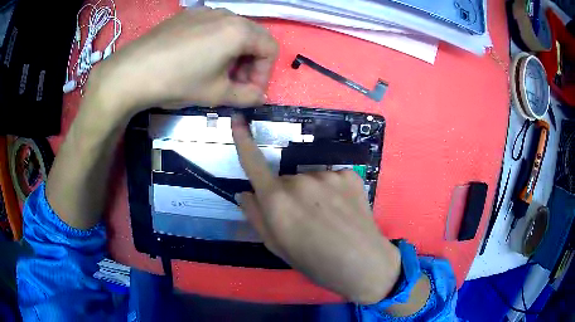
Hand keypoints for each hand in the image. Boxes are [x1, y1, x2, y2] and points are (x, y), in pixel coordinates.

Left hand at [89, 8, 277, 114]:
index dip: (265, 73)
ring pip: (233, 30)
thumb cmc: (178, 81)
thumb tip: (258, 96)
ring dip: (233, 52)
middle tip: (235, 83)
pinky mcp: (187, 15)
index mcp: (239, 31)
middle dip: (250, 62)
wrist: (132, 72)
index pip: (270, 49)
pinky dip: (216, 42)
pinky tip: (197, 58)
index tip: (250, 91)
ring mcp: (205, 11)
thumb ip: (246, 96)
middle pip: (253, 36)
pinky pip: (212, 26)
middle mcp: (226, 14)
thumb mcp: (216, 94)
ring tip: (216, 71)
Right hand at [232, 115, 401, 303]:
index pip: (254, 164)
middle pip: (285, 180)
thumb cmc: (315, 262)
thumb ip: (256, 217)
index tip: (238, 119)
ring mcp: (327, 175)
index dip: (243, 141)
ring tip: (327, 218)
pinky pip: (332, 178)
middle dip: (288, 196)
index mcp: (277, 200)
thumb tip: (246, 193)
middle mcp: (300, 181)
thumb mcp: (277, 247)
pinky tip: (343, 210)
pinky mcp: (349, 175)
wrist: (362, 264)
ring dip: (313, 194)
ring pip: (310, 180)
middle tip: (304, 221)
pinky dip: (333, 191)